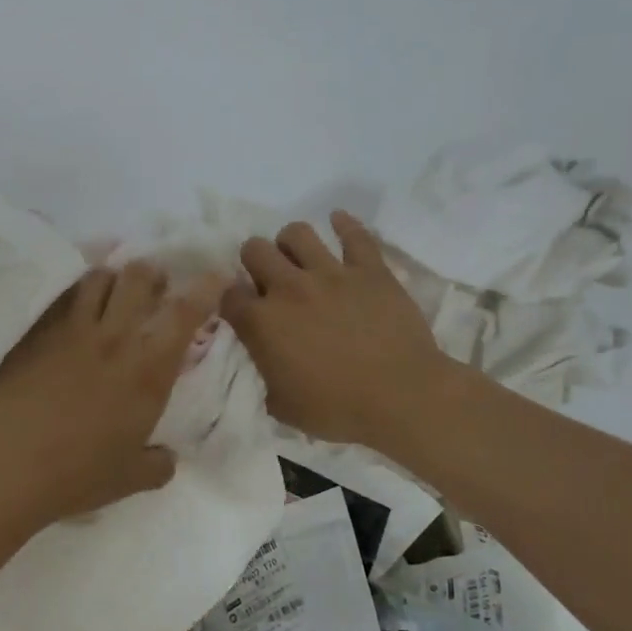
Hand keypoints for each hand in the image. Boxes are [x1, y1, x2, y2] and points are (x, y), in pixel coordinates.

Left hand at [0, 262, 224, 523]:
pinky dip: (77, 293)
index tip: (215, 274)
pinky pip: (63, 296)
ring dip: (113, 277)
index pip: (184, 313)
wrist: (6, 463)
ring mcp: (72, 329)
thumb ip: (156, 465)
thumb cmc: (76, 474)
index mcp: (148, 371)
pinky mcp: (38, 331)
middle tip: (155, 286)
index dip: (205, 288)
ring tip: (113, 294)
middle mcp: (114, 338)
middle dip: (153, 274)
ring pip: (98, 277)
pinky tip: (74, 309)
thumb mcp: (129, 479)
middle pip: (139, 277)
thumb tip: (166, 458)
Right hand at [221, 212, 449, 448]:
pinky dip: (344, 224)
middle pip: (254, 250)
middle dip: (255, 261)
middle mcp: (288, 288)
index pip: (230, 295)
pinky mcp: (369, 270)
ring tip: (299, 256)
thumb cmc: (338, 409)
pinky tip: (338, 220)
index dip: (234, 301)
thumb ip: (267, 377)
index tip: (245, 311)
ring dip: (291, 242)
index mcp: (262, 322)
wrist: (401, 397)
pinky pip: (354, 235)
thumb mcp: (284, 406)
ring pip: (297, 233)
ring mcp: (330, 273)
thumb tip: (269, 366)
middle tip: (268, 278)